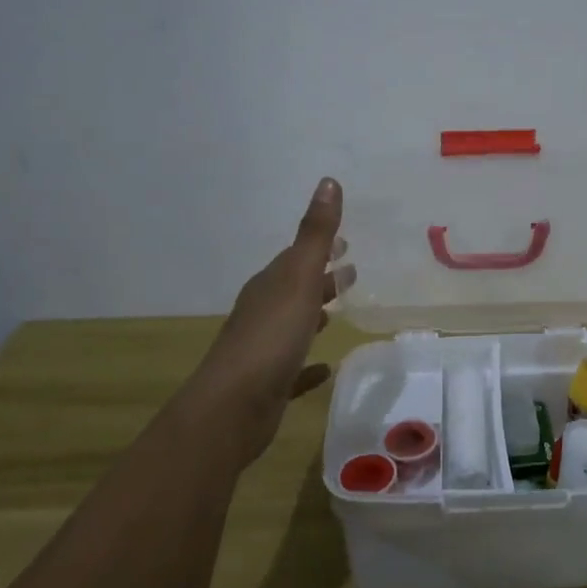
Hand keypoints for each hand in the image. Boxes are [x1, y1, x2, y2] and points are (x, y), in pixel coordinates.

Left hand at [187, 178, 354, 465]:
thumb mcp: (299, 278)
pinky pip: (294, 367)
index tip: (345, 242)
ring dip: (314, 314)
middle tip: (352, 272)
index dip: (320, 248)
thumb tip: (329, 181)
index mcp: (270, 285)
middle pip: (295, 288)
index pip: (296, 258)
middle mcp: (263, 312)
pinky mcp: (268, 384)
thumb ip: (316, 234)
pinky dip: (309, 364)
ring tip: (340, 312)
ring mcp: (263, 349)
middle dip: (321, 278)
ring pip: (293, 324)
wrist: (233, 406)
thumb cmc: (271, 336)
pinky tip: (325, 368)